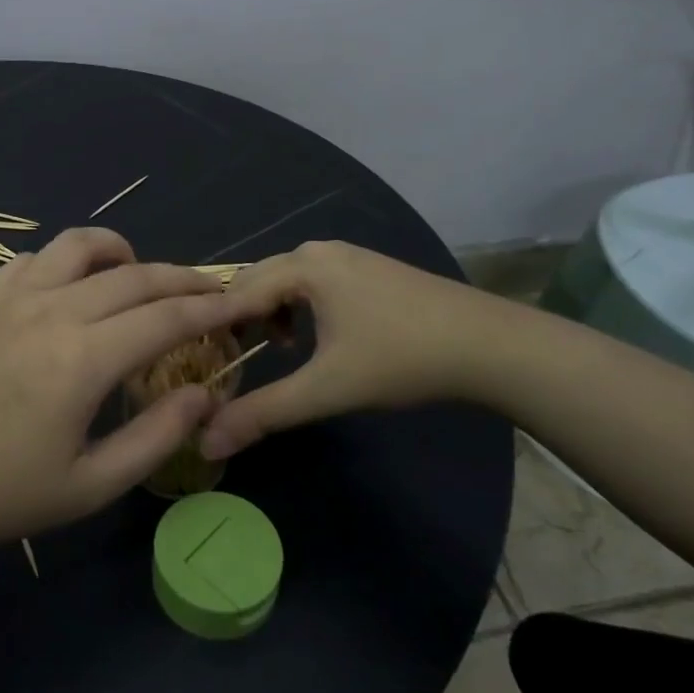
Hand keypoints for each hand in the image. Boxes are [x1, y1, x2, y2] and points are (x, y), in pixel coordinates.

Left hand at [0, 227, 248, 557]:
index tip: (236, 305)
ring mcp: (11, 297)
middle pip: (134, 275)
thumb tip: (204, 394)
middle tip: (208, 290)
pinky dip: (67, 263)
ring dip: (122, 252)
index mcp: (84, 358)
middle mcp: (52, 311)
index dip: (209, 308)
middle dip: (181, 279)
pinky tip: (70, 290)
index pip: (166, 317)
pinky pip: (35, 259)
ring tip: (139, 275)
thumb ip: (156, 436)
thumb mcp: (90, 485)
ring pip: (79, 246)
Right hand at [200, 240, 503, 459]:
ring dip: (269, 313)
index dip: (215, 329)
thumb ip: (265, 413)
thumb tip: (207, 442)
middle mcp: (317, 250)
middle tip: (235, 361)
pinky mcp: (366, 267)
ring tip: (277, 352)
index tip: (203, 364)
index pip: (235, 293)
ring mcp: (346, 255)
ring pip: (284, 280)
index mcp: (303, 266)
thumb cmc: (402, 359)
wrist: (489, 345)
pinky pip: (310, 281)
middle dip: (240, 319)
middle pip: (256, 280)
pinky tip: (314, 338)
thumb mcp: (327, 389)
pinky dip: (297, 306)